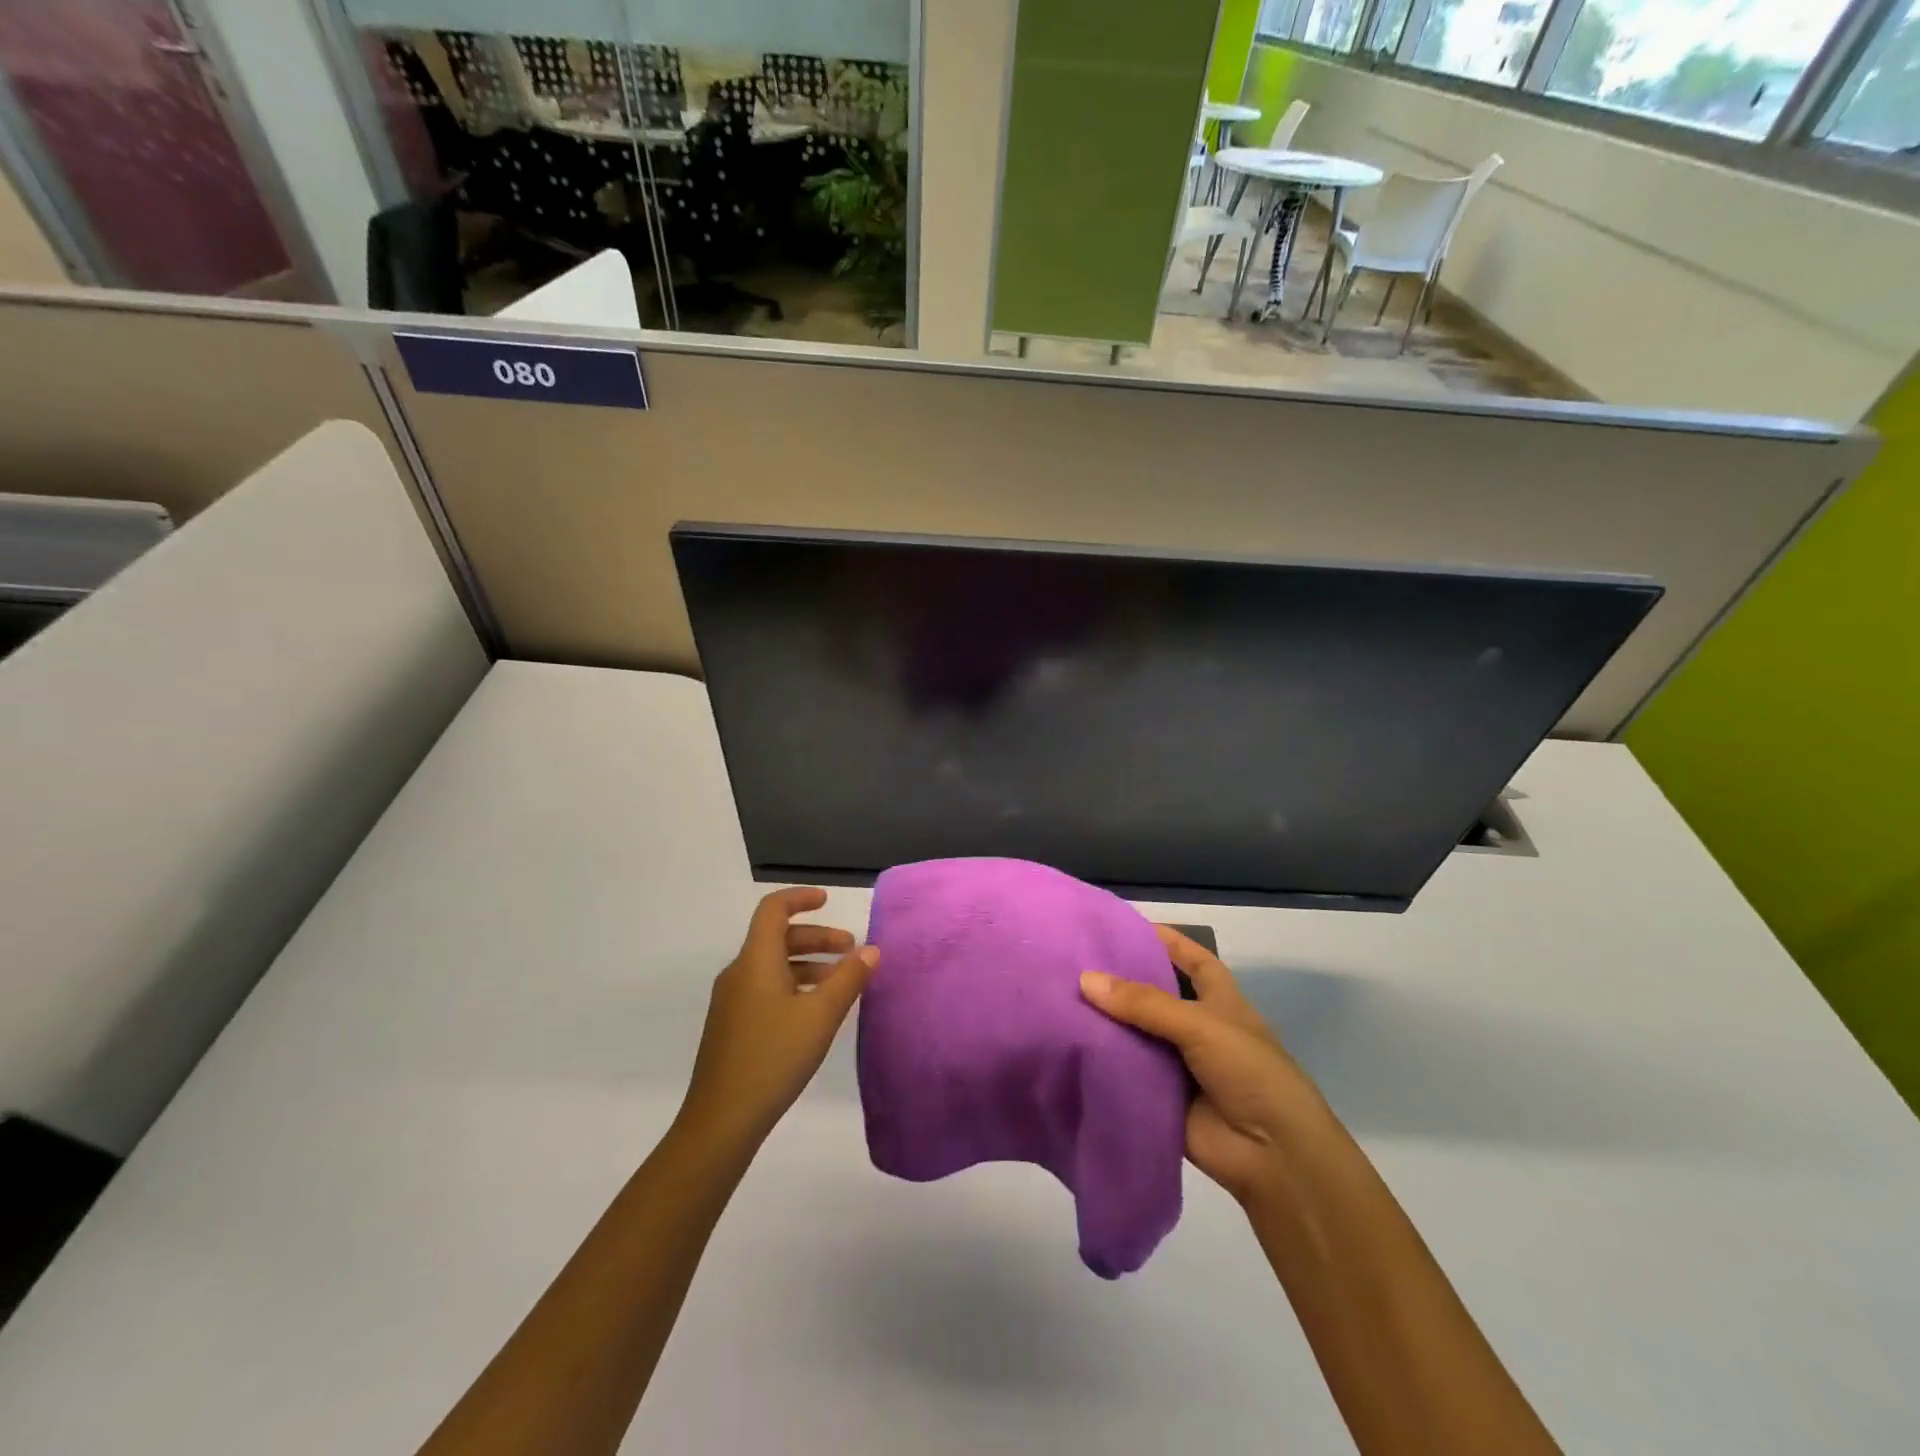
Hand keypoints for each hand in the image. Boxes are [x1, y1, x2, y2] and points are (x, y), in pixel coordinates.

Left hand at [679, 888, 878, 1149]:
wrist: (721, 1121)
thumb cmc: (773, 1057)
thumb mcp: (820, 1016)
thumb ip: (848, 979)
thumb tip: (871, 950)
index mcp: (756, 961)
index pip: (773, 910)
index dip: (800, 898)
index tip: (828, 901)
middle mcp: (739, 973)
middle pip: (778, 938)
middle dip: (817, 937)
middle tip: (851, 950)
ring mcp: (732, 1002)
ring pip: (774, 966)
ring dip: (809, 964)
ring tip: (841, 983)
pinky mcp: (732, 1027)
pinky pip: (766, 989)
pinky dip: (794, 986)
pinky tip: (816, 1012)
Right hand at [1081, 926, 1329, 1209]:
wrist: (1273, 1156)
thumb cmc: (1250, 1072)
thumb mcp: (1201, 1025)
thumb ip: (1143, 1003)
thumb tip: (1085, 979)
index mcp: (1218, 1001)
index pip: (1191, 959)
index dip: (1165, 940)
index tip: (1123, 925)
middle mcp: (1196, 1027)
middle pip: (1153, 995)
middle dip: (1121, 980)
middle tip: (1073, 959)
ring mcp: (1177, 1064)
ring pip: (1135, 1034)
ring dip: (1105, 1021)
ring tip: (1058, 996)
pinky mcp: (1160, 1097)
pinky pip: (1126, 1073)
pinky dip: (1102, 1061)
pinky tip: (1065, 1043)